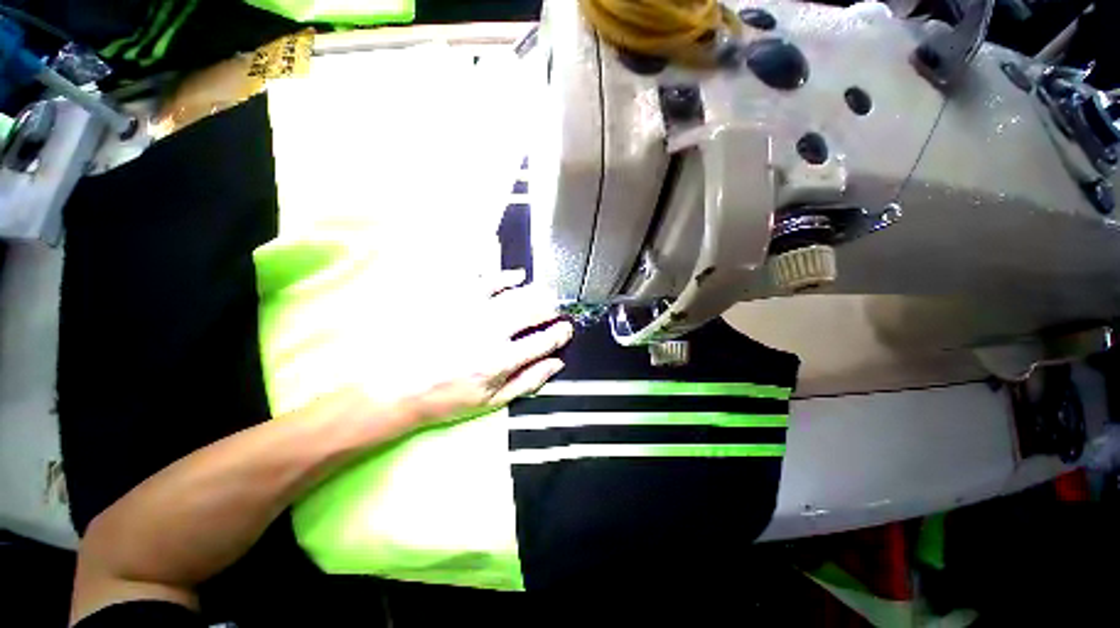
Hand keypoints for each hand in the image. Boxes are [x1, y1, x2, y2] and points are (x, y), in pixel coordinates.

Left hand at [406, 269, 573, 422]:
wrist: (393, 385)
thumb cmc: (444, 398)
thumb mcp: (490, 402)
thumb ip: (528, 381)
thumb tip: (556, 364)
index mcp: (500, 359)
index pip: (544, 340)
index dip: (561, 334)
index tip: (566, 330)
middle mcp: (490, 330)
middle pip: (534, 309)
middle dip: (553, 308)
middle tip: (558, 309)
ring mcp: (470, 309)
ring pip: (515, 292)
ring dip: (536, 291)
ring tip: (545, 293)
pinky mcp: (452, 296)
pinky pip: (485, 278)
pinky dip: (505, 276)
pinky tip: (516, 276)